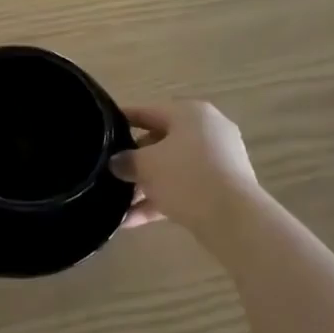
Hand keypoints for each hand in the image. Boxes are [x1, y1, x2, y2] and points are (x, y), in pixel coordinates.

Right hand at [111, 101, 262, 236]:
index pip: (148, 111)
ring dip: (145, 186)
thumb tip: (116, 162)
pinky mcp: (223, 187)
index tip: (101, 130)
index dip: (122, 120)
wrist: (233, 217)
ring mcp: (219, 160)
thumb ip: (126, 160)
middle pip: (161, 141)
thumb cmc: (185, 176)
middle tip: (110, 172)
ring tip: (117, 204)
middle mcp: (208, 130)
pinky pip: (185, 188)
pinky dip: (161, 201)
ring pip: (172, 169)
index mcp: (190, 113)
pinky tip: (132, 221)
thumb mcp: (145, 165)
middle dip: (134, 161)